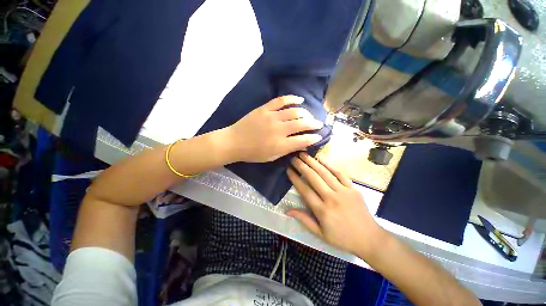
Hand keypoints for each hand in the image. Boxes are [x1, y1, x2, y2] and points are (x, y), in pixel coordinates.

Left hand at [226, 95, 323, 162]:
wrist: (234, 142)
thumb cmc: (253, 153)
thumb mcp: (272, 157)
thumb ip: (287, 150)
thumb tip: (301, 144)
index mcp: (280, 145)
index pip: (303, 140)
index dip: (314, 138)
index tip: (319, 136)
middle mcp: (279, 130)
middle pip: (302, 124)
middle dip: (314, 124)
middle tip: (318, 124)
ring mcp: (272, 117)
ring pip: (294, 111)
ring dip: (305, 113)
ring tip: (309, 115)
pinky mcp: (265, 109)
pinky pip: (281, 100)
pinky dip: (292, 98)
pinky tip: (300, 99)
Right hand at [286, 153, 384, 257]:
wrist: (370, 239)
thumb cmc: (342, 238)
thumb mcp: (320, 234)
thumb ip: (304, 219)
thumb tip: (287, 211)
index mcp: (322, 210)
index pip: (305, 190)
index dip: (295, 178)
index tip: (288, 169)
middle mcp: (331, 198)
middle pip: (313, 178)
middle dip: (302, 166)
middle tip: (293, 158)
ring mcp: (343, 191)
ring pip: (325, 173)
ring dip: (313, 162)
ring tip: (304, 154)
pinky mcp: (353, 188)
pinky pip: (340, 174)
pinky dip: (330, 165)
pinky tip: (321, 158)